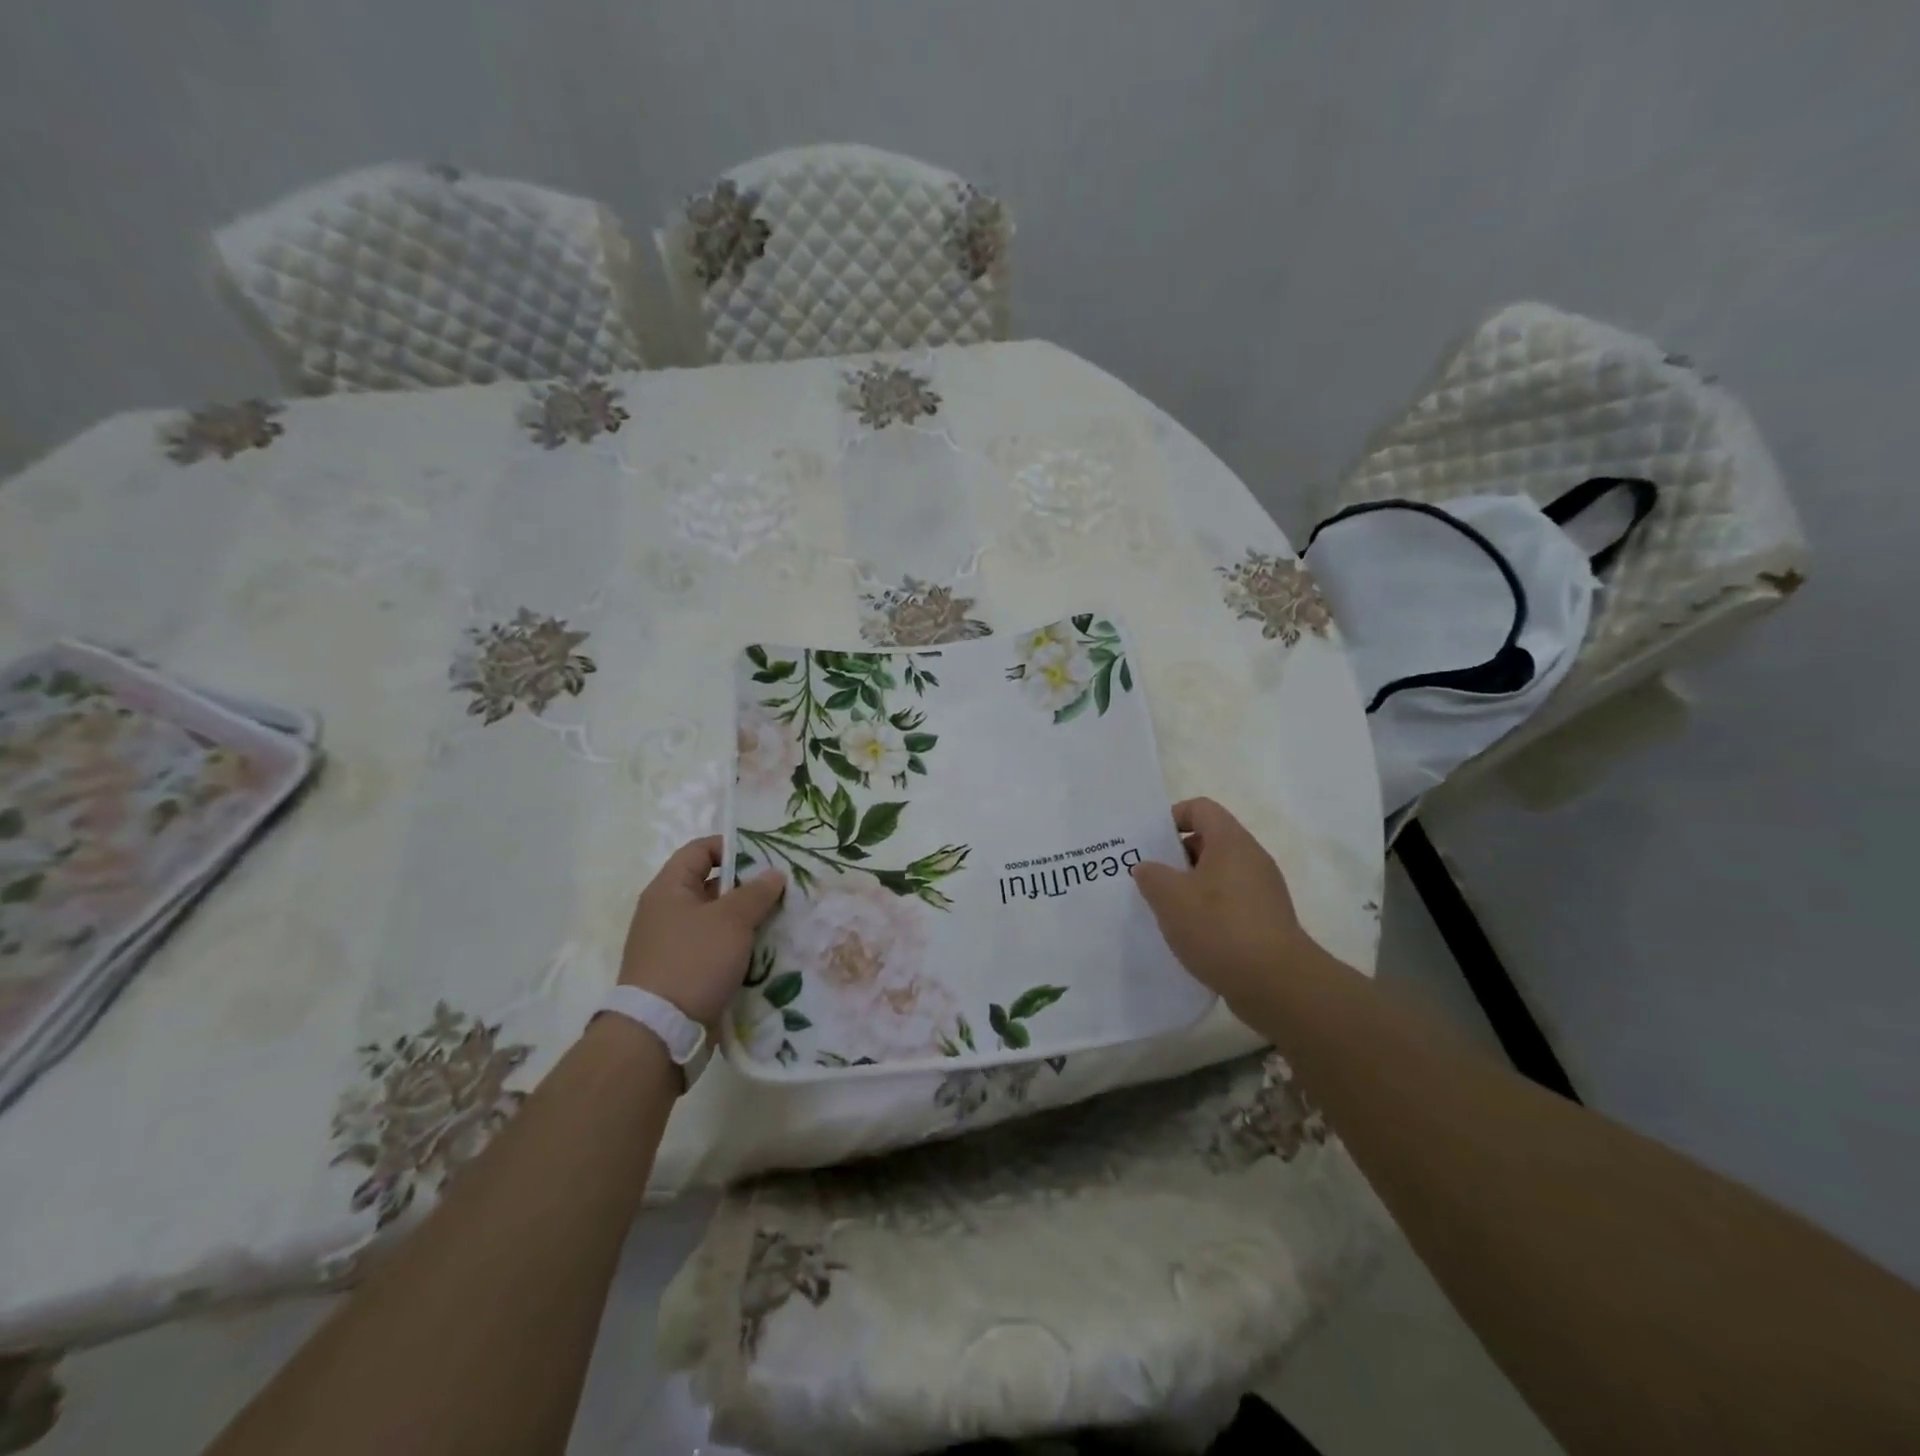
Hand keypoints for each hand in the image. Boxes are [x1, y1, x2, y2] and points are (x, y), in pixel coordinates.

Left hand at [619, 836, 785, 1023]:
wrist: (660, 1031)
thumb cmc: (694, 961)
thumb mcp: (732, 920)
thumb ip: (756, 892)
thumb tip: (773, 874)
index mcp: (669, 889)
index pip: (700, 850)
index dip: (731, 847)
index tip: (766, 857)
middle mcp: (666, 912)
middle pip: (711, 886)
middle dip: (747, 887)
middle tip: (782, 890)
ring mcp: (673, 945)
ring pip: (717, 921)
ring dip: (747, 921)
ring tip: (781, 921)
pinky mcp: (683, 974)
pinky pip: (715, 950)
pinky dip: (738, 948)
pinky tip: (766, 953)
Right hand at [1132, 797, 1314, 1011]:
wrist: (1277, 985)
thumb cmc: (1219, 928)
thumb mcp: (1170, 898)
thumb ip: (1151, 876)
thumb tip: (1148, 868)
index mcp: (1231, 842)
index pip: (1201, 808)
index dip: (1172, 818)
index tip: (1150, 844)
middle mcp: (1252, 859)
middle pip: (1209, 841)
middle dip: (1176, 857)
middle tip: (1149, 879)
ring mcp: (1263, 891)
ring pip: (1218, 875)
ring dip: (1190, 887)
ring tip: (1165, 911)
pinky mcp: (1267, 921)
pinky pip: (1230, 903)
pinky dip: (1208, 911)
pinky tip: (1190, 936)